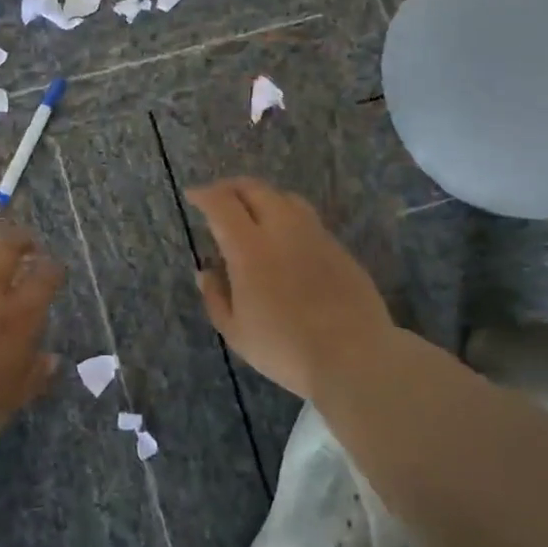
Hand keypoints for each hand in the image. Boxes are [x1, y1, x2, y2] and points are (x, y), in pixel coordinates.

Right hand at [186, 178, 396, 401]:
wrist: (354, 358)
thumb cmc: (285, 349)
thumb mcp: (236, 332)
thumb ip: (216, 297)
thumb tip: (206, 272)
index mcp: (250, 249)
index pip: (222, 204)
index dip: (204, 195)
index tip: (193, 195)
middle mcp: (282, 230)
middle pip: (255, 189)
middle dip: (231, 188)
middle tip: (218, 198)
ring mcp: (315, 236)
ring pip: (285, 198)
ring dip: (262, 198)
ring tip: (252, 214)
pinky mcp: (338, 248)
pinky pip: (307, 219)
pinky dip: (286, 217)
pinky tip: (284, 240)